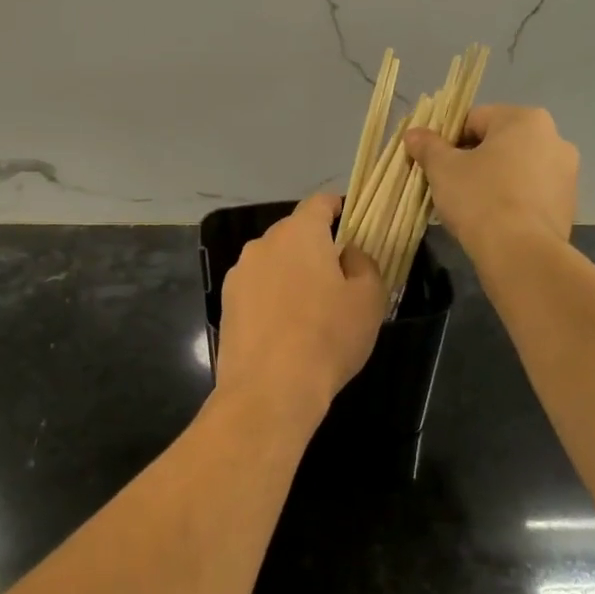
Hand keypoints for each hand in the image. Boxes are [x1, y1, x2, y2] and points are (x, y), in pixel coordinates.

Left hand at [214, 194, 385, 427]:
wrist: (269, 390)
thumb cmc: (327, 337)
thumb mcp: (368, 299)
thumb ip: (363, 263)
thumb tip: (346, 253)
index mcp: (299, 233)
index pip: (319, 203)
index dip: (338, 208)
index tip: (351, 222)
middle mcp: (263, 244)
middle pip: (294, 232)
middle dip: (315, 246)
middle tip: (338, 275)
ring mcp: (239, 274)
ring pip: (273, 261)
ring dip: (291, 273)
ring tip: (309, 307)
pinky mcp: (226, 303)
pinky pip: (257, 288)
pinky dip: (272, 297)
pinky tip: (284, 327)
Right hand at [404, 105, 577, 255]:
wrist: (521, 254)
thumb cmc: (480, 199)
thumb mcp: (443, 169)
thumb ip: (428, 146)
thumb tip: (414, 134)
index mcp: (525, 119)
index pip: (474, 119)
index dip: (447, 139)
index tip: (433, 163)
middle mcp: (554, 138)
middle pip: (498, 143)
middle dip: (472, 160)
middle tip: (448, 184)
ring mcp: (567, 173)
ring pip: (516, 168)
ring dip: (493, 179)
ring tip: (469, 206)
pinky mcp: (568, 204)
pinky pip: (530, 193)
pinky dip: (512, 200)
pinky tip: (493, 220)